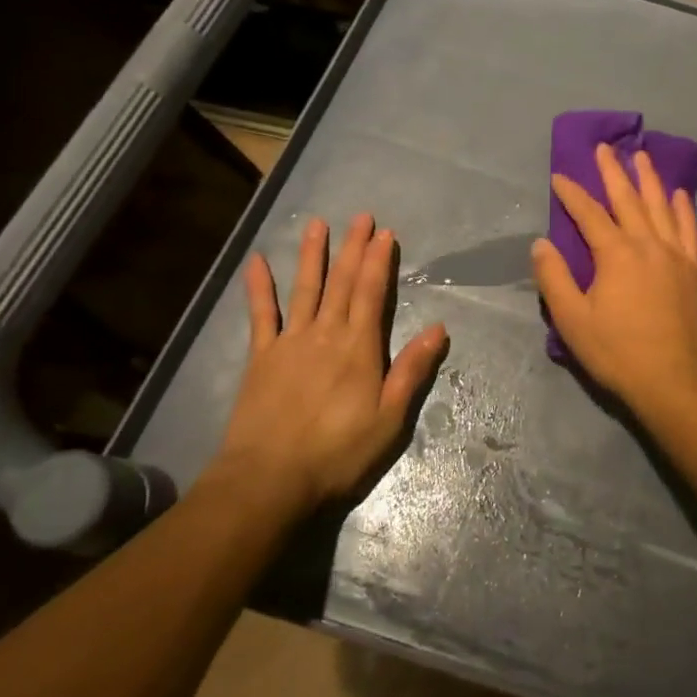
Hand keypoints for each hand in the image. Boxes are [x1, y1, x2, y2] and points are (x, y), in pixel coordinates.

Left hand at [209, 213, 446, 518]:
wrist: (269, 480)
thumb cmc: (338, 452)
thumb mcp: (389, 418)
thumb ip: (412, 370)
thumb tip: (439, 328)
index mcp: (359, 348)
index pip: (372, 293)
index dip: (379, 261)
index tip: (384, 233)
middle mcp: (326, 334)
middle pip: (342, 283)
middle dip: (353, 248)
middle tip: (360, 216)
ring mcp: (290, 342)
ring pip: (305, 289)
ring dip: (313, 255)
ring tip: (317, 224)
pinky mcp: (261, 358)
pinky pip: (260, 315)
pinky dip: (259, 287)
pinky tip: (256, 262)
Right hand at [532, 143, 696, 415]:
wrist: (671, 378)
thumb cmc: (616, 351)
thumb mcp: (572, 319)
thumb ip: (554, 278)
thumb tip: (541, 243)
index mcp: (615, 254)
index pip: (588, 214)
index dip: (572, 193)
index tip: (559, 175)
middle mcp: (647, 244)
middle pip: (627, 199)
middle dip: (612, 172)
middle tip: (604, 148)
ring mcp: (674, 254)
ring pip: (660, 206)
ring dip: (649, 179)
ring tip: (642, 156)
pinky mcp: (693, 269)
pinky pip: (689, 229)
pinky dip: (684, 208)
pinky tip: (680, 194)